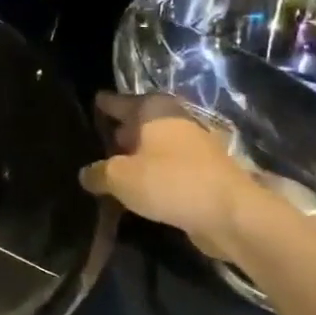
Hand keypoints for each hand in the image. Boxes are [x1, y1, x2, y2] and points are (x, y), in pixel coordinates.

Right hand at [79, 92, 269, 259]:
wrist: (229, 213)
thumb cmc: (169, 182)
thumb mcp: (121, 178)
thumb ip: (98, 173)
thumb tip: (86, 174)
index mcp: (154, 110)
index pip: (120, 101)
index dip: (105, 104)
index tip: (93, 102)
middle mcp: (175, 119)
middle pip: (140, 121)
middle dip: (121, 130)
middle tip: (98, 141)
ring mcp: (193, 144)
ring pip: (155, 145)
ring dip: (137, 154)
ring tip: (114, 167)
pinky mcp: (203, 170)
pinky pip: (168, 165)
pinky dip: (153, 171)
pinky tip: (139, 187)